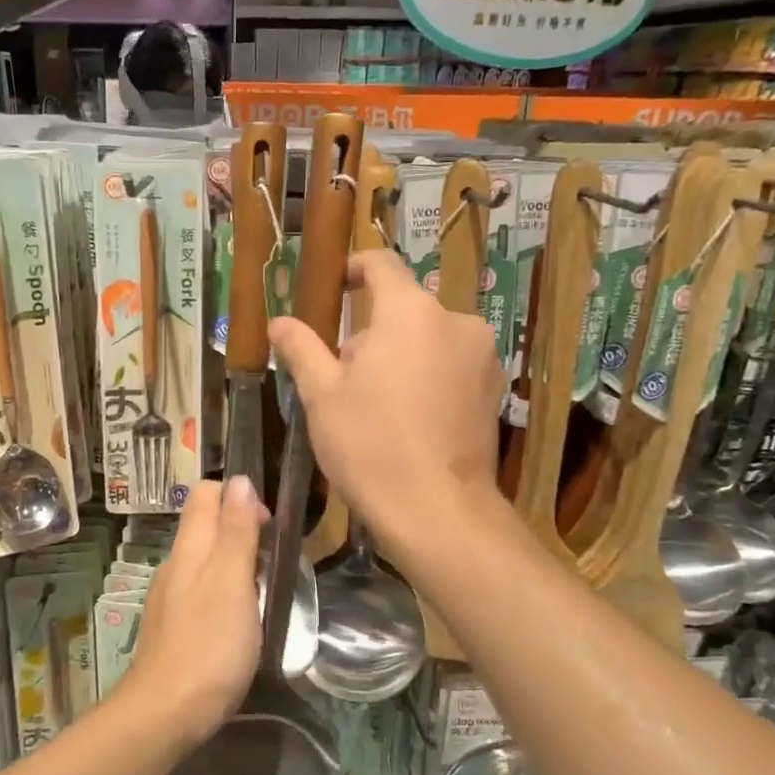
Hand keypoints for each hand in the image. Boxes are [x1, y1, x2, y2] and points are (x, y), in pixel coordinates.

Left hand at [118, 476, 267, 741]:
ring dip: (235, 560)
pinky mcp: (174, 626)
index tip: (268, 524)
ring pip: (205, 559)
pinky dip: (225, 590)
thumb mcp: (232, 580)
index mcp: (190, 547)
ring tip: (263, 588)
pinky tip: (240, 618)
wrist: (167, 712)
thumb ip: (236, 530)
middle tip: (273, 559)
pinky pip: (202, 590)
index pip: (206, 494)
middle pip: (205, 524)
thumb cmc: (209, 643)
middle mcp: (176, 564)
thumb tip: (239, 480)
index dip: (238, 496)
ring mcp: (171, 596)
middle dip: (240, 527)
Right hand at [269, 250, 503, 545]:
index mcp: (410, 312)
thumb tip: (279, 321)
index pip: (381, 264)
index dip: (354, 269)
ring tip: (379, 405)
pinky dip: (429, 377)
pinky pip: (453, 365)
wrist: (437, 510)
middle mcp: (455, 321)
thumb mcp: (322, 395)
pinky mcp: (496, 388)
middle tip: (344, 377)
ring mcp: (483, 355)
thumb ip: (301, 348)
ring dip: (402, 356)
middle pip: (404, 310)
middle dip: (372, 333)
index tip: (334, 288)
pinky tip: (412, 420)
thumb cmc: (369, 444)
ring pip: (429, 339)